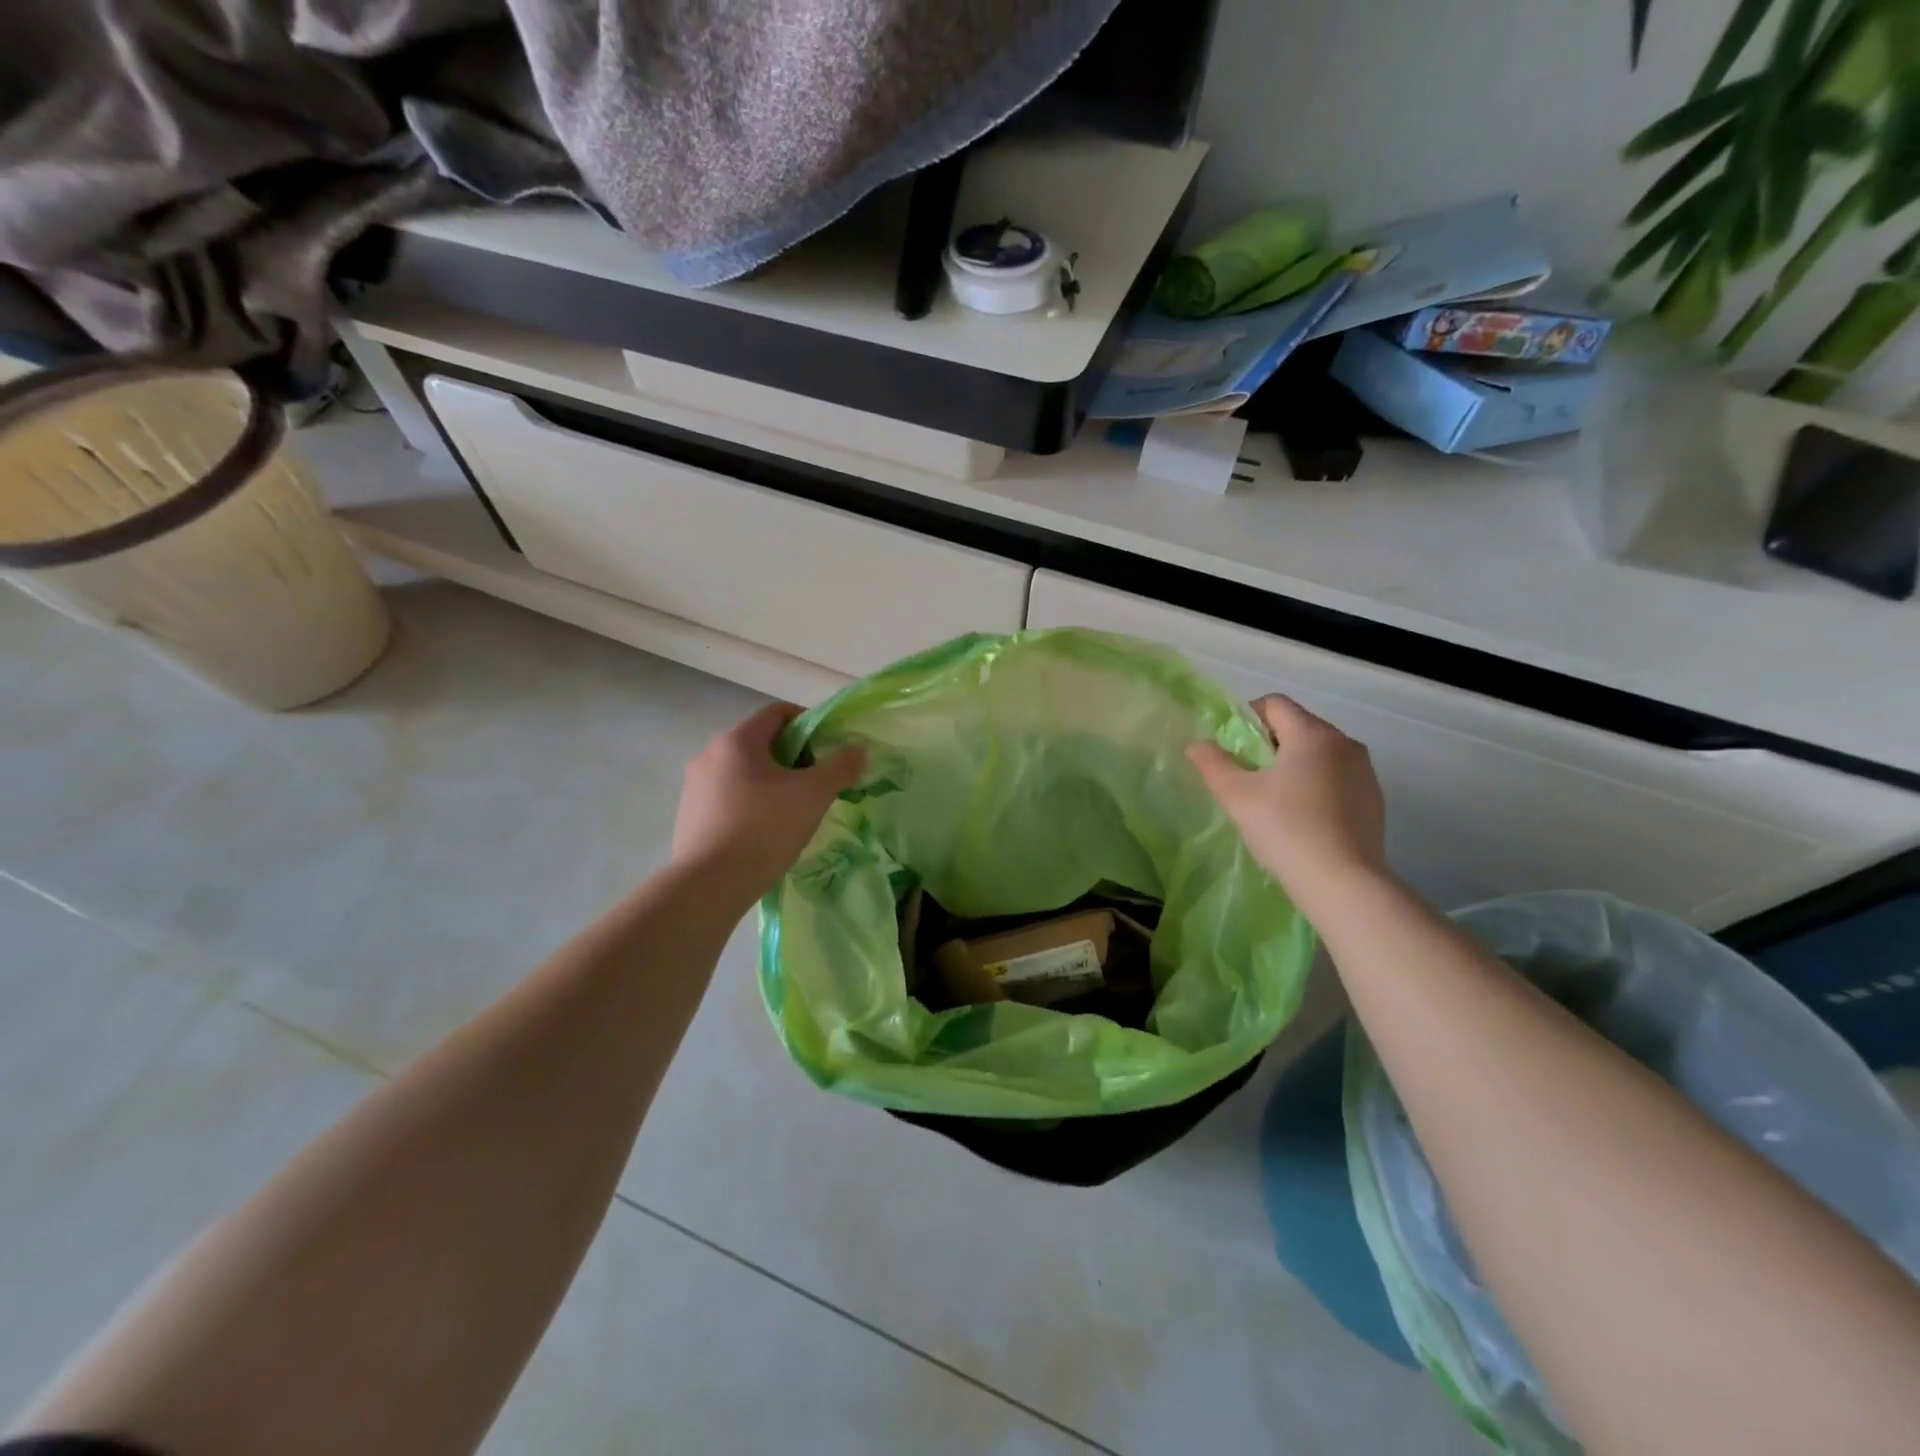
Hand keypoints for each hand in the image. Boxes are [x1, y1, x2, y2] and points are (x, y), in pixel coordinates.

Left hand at [673, 703, 865, 902]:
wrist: (709, 884)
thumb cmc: (764, 828)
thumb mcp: (813, 795)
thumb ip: (840, 767)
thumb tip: (856, 750)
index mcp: (737, 740)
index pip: (778, 713)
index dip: (809, 723)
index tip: (829, 749)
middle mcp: (710, 755)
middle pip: (761, 743)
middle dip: (793, 758)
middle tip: (816, 784)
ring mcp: (695, 787)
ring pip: (744, 773)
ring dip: (771, 783)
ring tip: (793, 812)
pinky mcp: (689, 816)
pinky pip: (728, 798)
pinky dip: (751, 805)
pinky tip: (765, 833)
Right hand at [1186, 694, 1389, 913]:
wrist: (1343, 882)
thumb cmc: (1285, 829)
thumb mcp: (1236, 795)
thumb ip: (1213, 763)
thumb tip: (1196, 744)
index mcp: (1312, 734)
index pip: (1275, 704)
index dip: (1247, 718)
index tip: (1232, 748)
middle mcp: (1345, 743)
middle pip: (1299, 726)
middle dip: (1270, 742)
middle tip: (1248, 774)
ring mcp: (1365, 772)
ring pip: (1320, 752)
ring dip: (1295, 763)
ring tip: (1275, 797)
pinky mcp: (1374, 799)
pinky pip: (1338, 776)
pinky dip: (1317, 784)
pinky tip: (1303, 816)